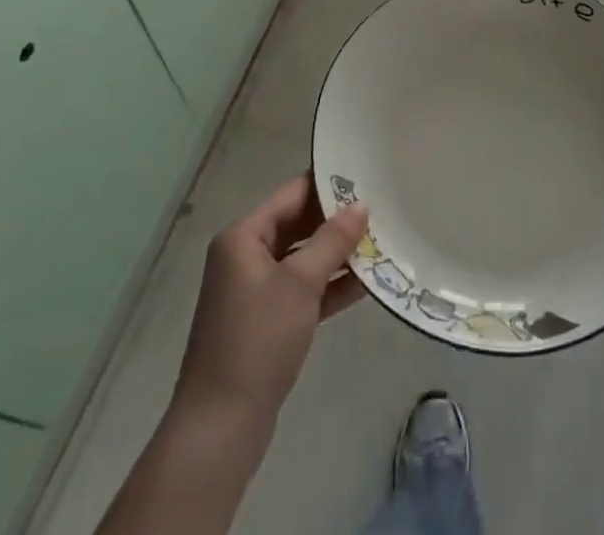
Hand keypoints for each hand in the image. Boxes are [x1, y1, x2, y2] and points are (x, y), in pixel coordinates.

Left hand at [172, 174, 368, 429]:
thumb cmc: (258, 341)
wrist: (221, 428)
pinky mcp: (266, 323)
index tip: (366, 175)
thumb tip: (361, 205)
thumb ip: (332, 240)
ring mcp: (254, 292)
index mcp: (243, 236)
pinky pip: (303, 291)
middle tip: (381, 209)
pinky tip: (366, 283)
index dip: (328, 185)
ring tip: (382, 242)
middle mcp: (245, 256)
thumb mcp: (300, 283)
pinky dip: (330, 286)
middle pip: (298, 225)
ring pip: (303, 260)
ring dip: (338, 255)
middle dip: (337, 222)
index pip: (292, 194)